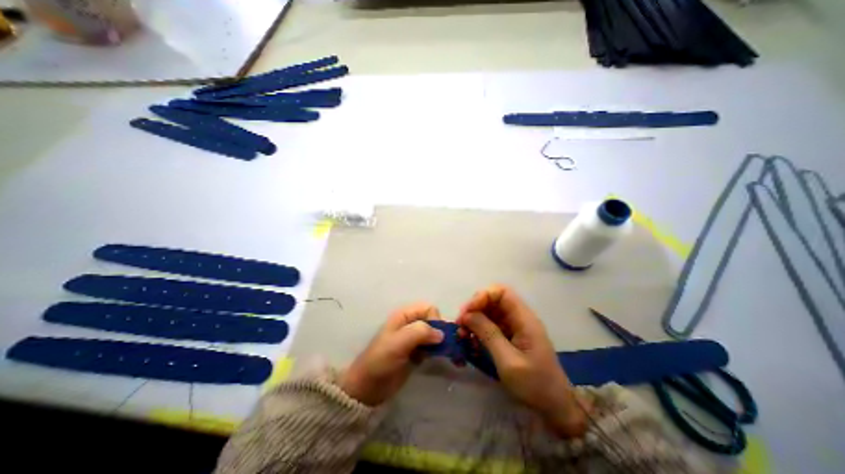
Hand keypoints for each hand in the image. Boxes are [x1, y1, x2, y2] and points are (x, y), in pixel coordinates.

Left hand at [339, 303, 445, 406]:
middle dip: (438, 331)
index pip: (428, 308)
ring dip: (437, 343)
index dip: (435, 320)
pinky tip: (428, 359)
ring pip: (433, 333)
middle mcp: (410, 323)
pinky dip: (434, 351)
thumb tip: (441, 334)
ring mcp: (413, 338)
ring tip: (434, 354)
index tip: (436, 336)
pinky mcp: (415, 352)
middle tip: (438, 347)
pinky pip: (431, 346)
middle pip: (432, 320)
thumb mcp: (399, 343)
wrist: (368, 387)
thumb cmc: (381, 360)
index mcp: (404, 315)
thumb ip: (420, 332)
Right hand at [456, 285, 589, 436]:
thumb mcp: (508, 361)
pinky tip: (471, 343)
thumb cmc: (535, 384)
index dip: (482, 296)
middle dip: (474, 309)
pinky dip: (479, 331)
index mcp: (524, 319)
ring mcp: (515, 327)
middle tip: (460, 325)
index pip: (501, 292)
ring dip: (474, 320)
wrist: (555, 407)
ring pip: (490, 312)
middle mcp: (519, 318)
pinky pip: (491, 325)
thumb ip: (488, 334)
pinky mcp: (510, 336)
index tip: (467, 312)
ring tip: (462, 335)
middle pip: (493, 300)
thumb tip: (468, 315)